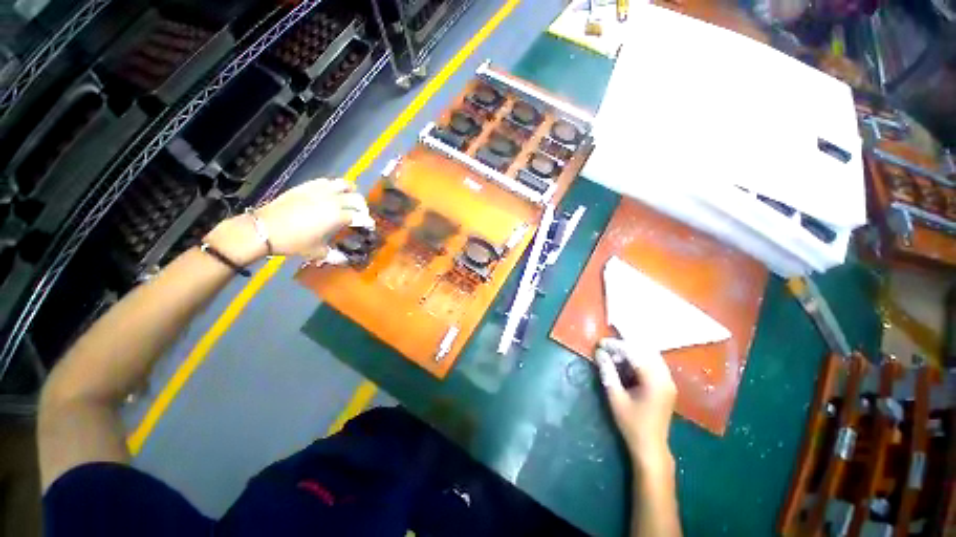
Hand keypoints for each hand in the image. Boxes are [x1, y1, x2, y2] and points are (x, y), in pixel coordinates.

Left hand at [206, 178, 370, 263]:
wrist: (264, 228)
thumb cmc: (294, 242)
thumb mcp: (317, 252)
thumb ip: (335, 255)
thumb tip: (346, 260)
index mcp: (338, 217)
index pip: (362, 217)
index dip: (369, 223)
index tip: (370, 227)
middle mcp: (333, 201)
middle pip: (357, 199)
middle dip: (363, 208)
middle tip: (361, 215)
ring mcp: (320, 191)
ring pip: (344, 185)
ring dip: (351, 192)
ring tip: (350, 200)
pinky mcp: (307, 186)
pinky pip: (327, 181)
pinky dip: (335, 187)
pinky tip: (331, 194)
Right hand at [594, 337, 676, 469]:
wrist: (651, 447)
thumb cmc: (631, 424)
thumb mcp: (615, 397)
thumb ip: (608, 372)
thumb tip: (599, 352)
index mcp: (654, 381)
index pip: (635, 353)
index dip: (616, 345)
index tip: (600, 343)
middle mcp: (665, 377)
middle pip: (645, 350)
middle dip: (624, 345)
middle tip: (606, 347)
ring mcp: (668, 381)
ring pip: (650, 355)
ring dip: (632, 351)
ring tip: (614, 355)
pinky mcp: (666, 385)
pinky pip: (653, 363)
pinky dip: (638, 359)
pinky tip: (626, 363)